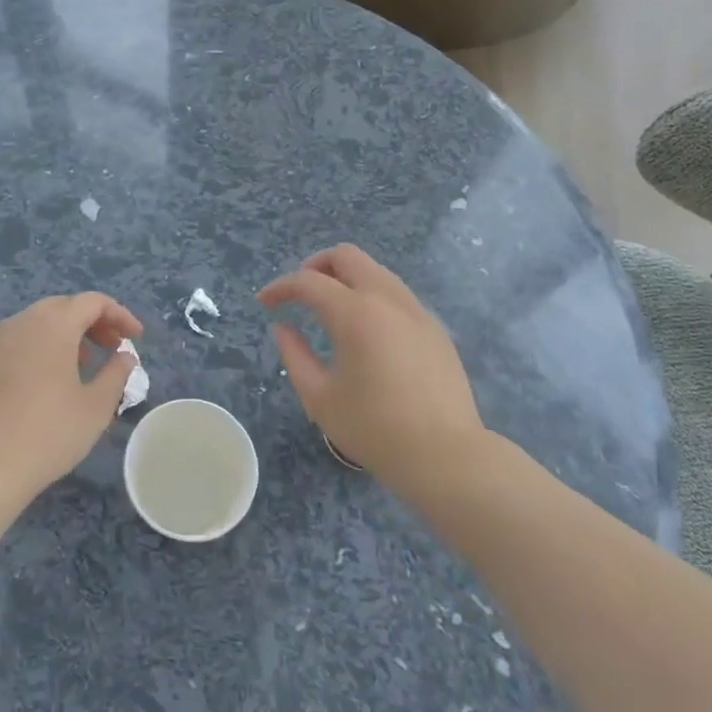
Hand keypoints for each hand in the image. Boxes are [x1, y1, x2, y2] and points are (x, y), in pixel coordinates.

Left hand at [0, 292, 142, 506]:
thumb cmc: (49, 433)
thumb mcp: (96, 406)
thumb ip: (116, 373)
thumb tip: (125, 356)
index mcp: (53, 325)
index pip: (93, 302)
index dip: (119, 315)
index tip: (136, 338)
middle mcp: (22, 323)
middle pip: (64, 307)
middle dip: (92, 322)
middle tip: (111, 348)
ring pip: (38, 323)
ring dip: (66, 335)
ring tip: (83, 366)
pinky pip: (18, 342)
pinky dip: (41, 349)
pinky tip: (47, 383)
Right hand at [258, 245, 486, 499]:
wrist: (446, 456)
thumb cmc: (374, 429)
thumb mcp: (319, 398)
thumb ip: (294, 356)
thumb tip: (283, 328)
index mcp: (355, 314)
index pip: (308, 282)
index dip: (280, 288)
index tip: (265, 303)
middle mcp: (387, 300)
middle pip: (347, 256)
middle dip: (315, 266)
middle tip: (299, 295)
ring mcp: (416, 311)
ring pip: (375, 270)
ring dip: (346, 279)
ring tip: (330, 310)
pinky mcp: (435, 328)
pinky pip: (396, 294)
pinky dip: (371, 296)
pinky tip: (365, 330)